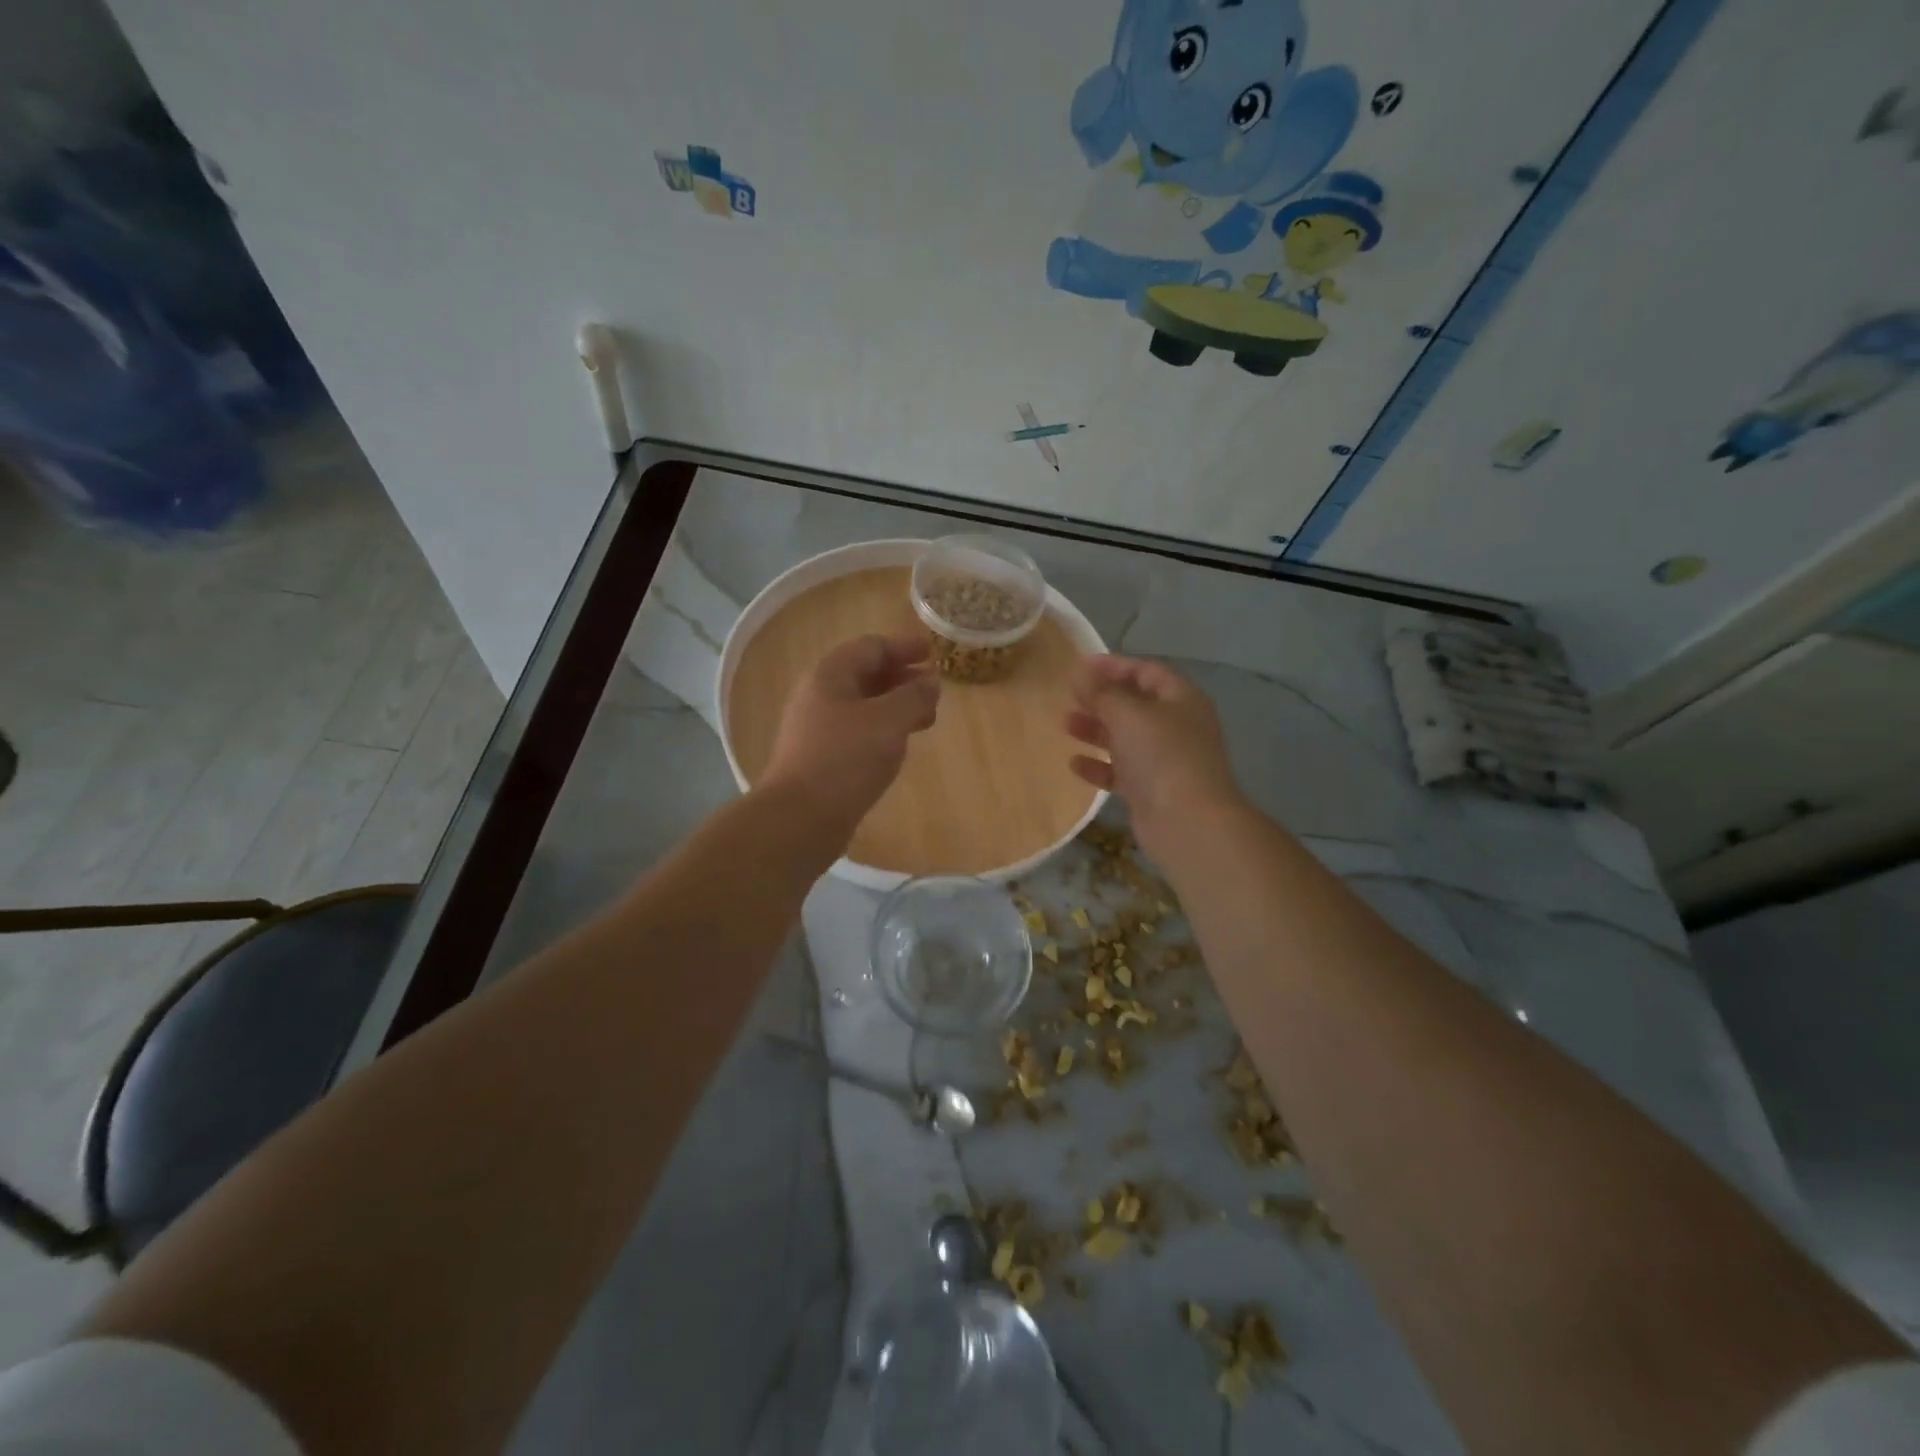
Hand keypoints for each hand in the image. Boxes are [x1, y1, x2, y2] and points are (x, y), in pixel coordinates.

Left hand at [762, 631, 940, 836]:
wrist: (800, 818)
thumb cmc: (846, 760)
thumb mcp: (889, 721)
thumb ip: (914, 696)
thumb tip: (930, 680)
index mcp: (829, 676)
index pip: (871, 647)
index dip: (904, 647)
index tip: (933, 652)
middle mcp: (818, 695)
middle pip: (864, 674)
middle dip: (902, 678)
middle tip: (934, 689)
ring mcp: (816, 728)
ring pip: (862, 705)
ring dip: (895, 705)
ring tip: (926, 718)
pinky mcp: (820, 757)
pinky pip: (857, 730)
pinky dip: (883, 728)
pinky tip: (899, 744)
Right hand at [1065, 655, 1240, 852]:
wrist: (1188, 822)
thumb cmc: (1161, 756)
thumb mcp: (1128, 715)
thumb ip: (1101, 692)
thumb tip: (1079, 671)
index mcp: (1181, 700)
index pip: (1147, 671)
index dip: (1114, 666)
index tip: (1080, 666)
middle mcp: (1176, 726)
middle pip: (1135, 704)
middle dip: (1102, 699)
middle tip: (1070, 696)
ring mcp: (1165, 760)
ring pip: (1126, 738)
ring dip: (1096, 730)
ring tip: (1065, 725)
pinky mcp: (1151, 790)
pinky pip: (1121, 771)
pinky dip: (1099, 765)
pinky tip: (1074, 764)